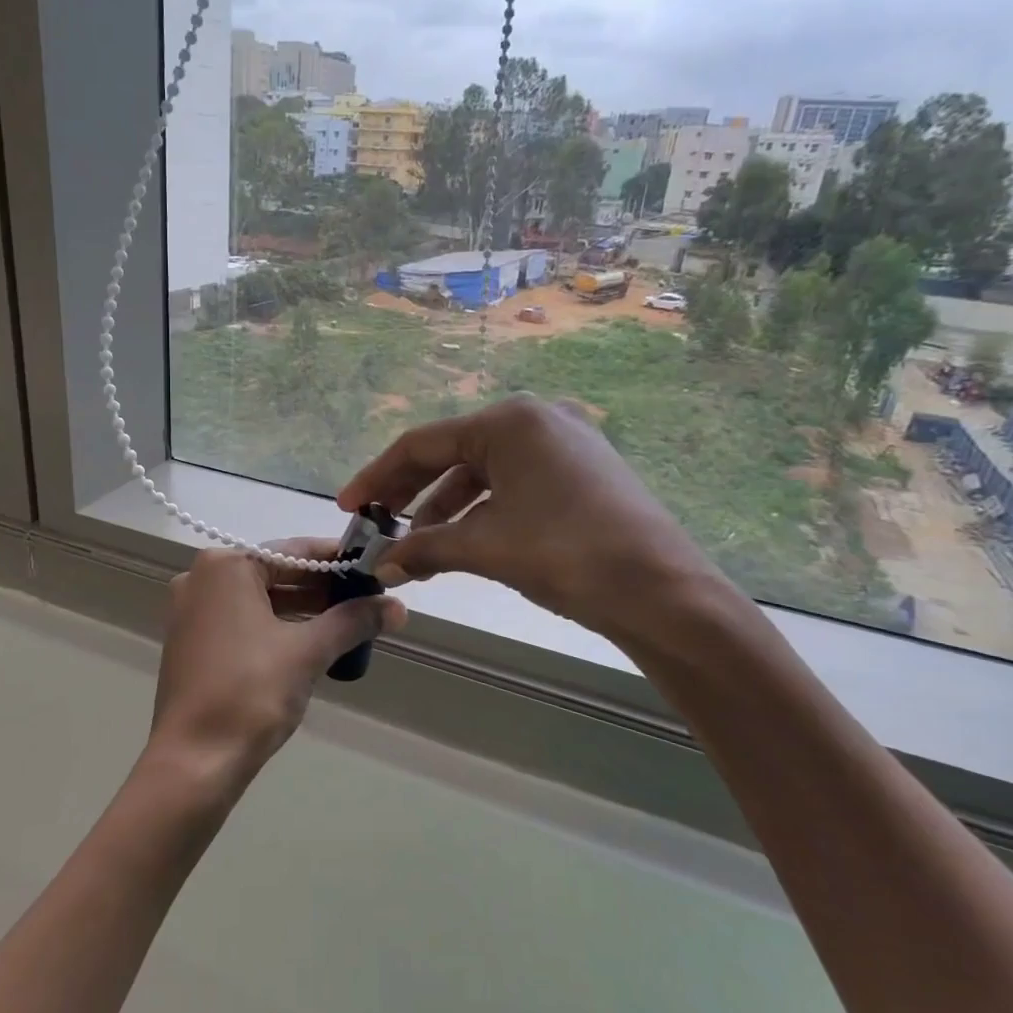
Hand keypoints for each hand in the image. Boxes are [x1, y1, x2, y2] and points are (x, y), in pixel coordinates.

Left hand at [144, 541, 405, 801]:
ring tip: (349, 623)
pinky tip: (310, 643)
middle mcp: (201, 579)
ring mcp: (191, 611)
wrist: (194, 760)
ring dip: (303, 610)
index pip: (293, 551)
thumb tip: (398, 607)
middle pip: (275, 573)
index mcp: (225, 566)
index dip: (338, 560)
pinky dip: (276, 627)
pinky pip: (242, 621)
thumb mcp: (308, 651)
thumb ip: (352, 621)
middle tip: (368, 599)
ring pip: (259, 599)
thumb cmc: (250, 692)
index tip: (374, 568)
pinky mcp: (191, 642)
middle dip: (323, 588)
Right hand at [338, 394, 735, 648]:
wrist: (663, 592)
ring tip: (417, 550)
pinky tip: (460, 544)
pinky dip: (480, 514)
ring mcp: (563, 445)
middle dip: (409, 495)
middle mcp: (536, 420)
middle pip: (451, 455)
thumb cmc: (566, 553)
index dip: (377, 477)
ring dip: (444, 511)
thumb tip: (380, 565)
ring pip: (482, 474)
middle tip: (376, 527)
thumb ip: (423, 548)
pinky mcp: (579, 473)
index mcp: (509, 421)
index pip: (422, 444)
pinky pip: (511, 487)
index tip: (349, 506)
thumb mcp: (484, 547)